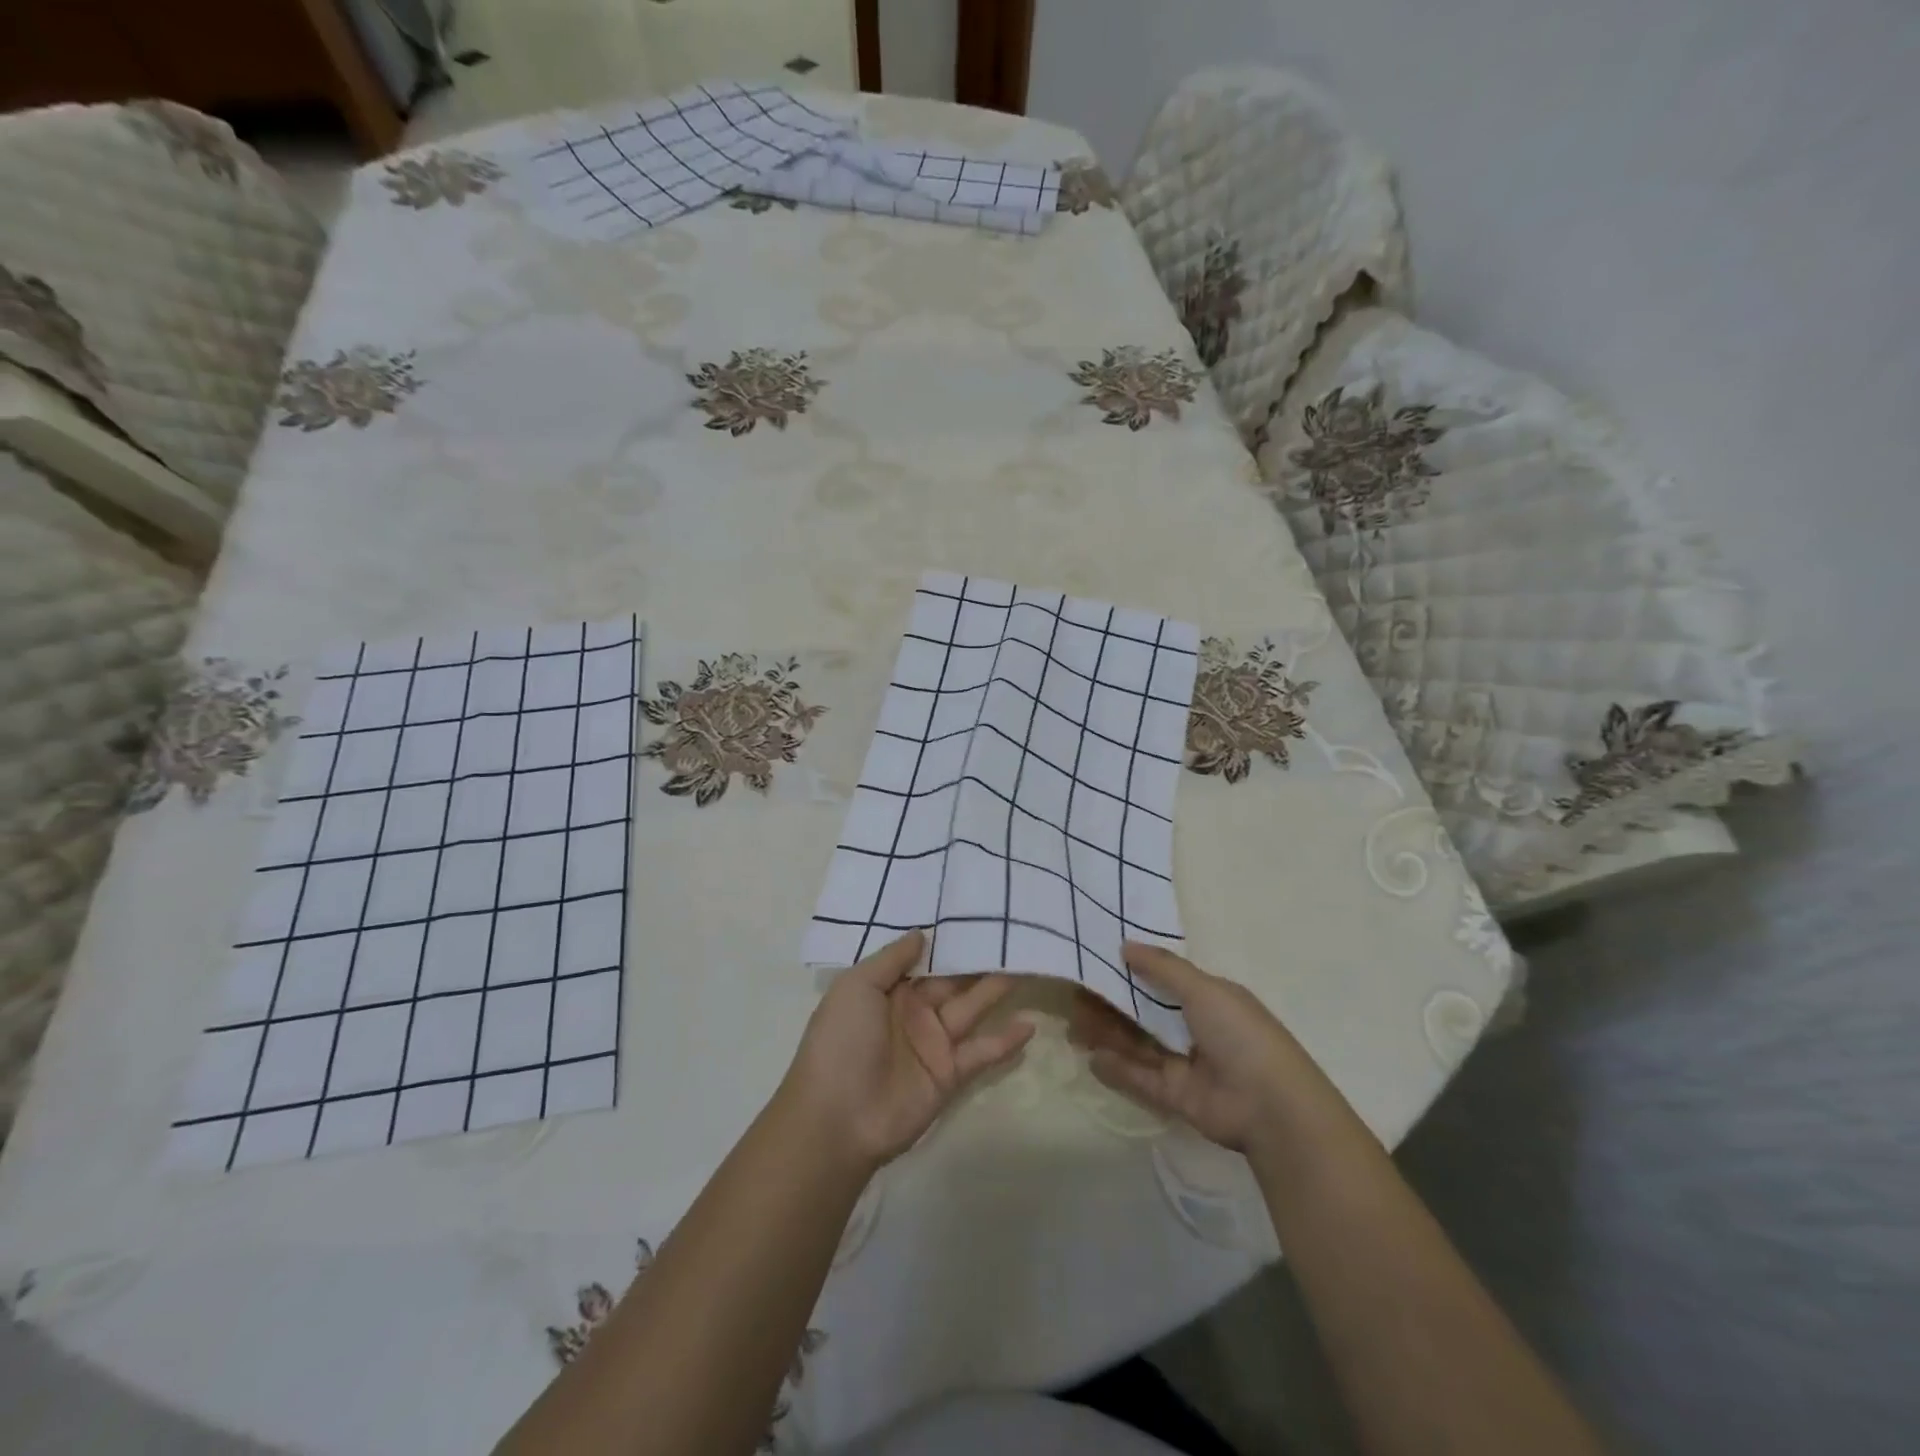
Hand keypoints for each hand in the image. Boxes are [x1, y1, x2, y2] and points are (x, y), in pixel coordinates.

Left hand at [782, 931, 1035, 1172]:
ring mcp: (933, 1042)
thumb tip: (922, 933)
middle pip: (954, 979)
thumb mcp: (856, 988)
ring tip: (1031, 963)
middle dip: (981, 959)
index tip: (977, 913)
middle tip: (1016, 932)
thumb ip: (891, 959)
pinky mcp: (949, 1074)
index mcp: (889, 989)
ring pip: (972, 1007)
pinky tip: (1029, 1024)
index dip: (949, 939)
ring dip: (998, 989)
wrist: (837, 1119)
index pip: (925, 958)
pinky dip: (1005, 1041)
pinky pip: (981, 1052)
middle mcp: (914, 1010)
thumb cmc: (841, 1042)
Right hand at [1070, 942, 1331, 1154]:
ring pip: (1138, 1043)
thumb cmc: (1240, 1034)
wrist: (1271, 1106)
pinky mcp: (1176, 1096)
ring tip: (1073, 1024)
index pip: (1163, 980)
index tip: (1096, 962)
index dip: (1130, 971)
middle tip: (1074, 995)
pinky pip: (1141, 1078)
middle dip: (1111, 1003)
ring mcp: (1185, 1063)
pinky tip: (1091, 1057)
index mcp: (1208, 999)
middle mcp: (1195, 1028)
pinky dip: (1118, 1068)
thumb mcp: (1204, 989)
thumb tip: (1125, 945)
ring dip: (1108, 1033)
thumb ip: (1163, 968)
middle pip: (1144, 1012)